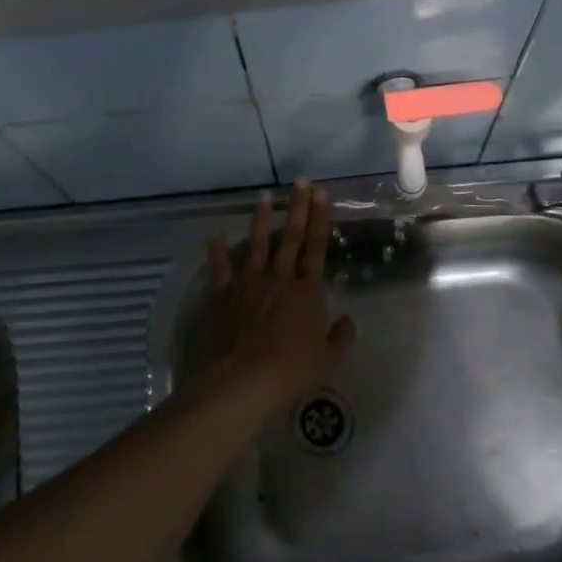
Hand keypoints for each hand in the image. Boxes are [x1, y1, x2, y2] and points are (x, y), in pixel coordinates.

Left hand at [201, 179, 355, 409]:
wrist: (243, 380)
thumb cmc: (292, 369)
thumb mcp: (329, 358)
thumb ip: (341, 336)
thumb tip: (346, 321)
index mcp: (307, 290)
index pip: (317, 246)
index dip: (320, 219)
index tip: (322, 194)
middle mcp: (279, 278)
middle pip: (290, 236)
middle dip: (297, 207)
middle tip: (301, 181)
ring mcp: (249, 283)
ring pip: (257, 244)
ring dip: (261, 219)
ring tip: (264, 197)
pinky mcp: (225, 295)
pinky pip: (221, 268)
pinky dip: (218, 251)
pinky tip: (214, 236)